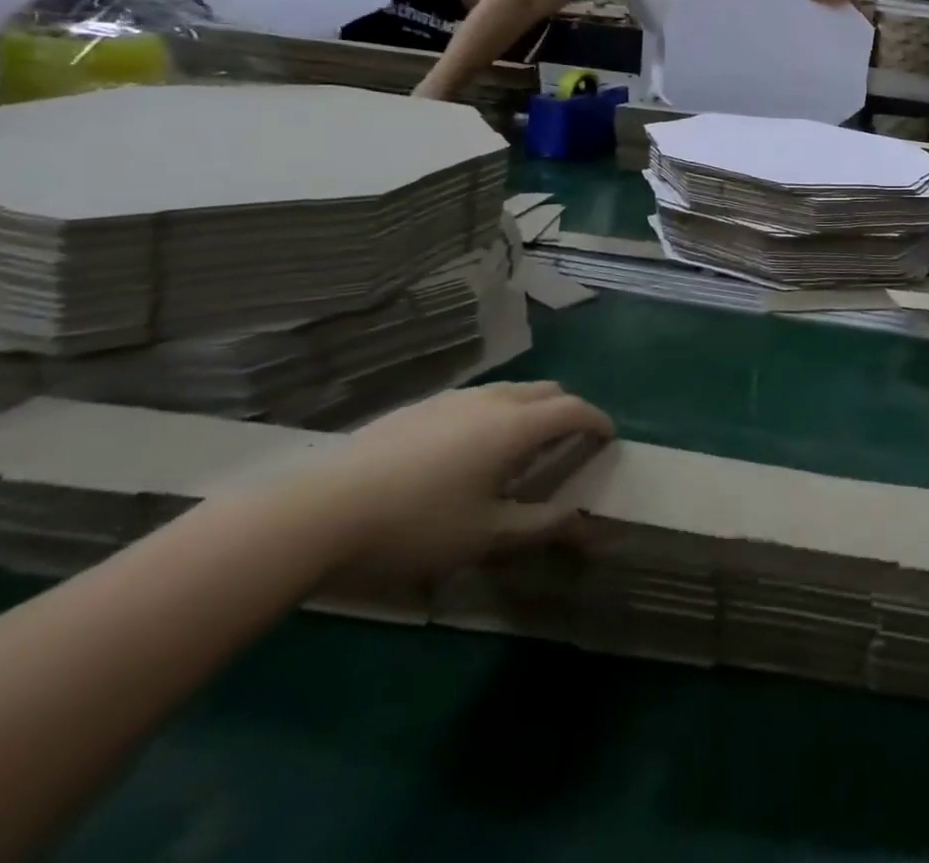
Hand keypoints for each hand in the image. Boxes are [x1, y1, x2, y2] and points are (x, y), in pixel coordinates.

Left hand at [303, 382, 614, 575]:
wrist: (319, 513)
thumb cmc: (416, 526)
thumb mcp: (487, 536)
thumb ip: (543, 526)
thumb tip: (588, 523)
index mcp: (517, 425)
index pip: (575, 410)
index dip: (598, 422)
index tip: (608, 439)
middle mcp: (493, 400)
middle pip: (548, 391)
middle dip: (569, 410)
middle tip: (571, 442)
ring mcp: (453, 399)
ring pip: (512, 391)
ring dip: (532, 409)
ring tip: (523, 445)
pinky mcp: (420, 407)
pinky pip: (477, 400)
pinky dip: (496, 413)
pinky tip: (469, 450)